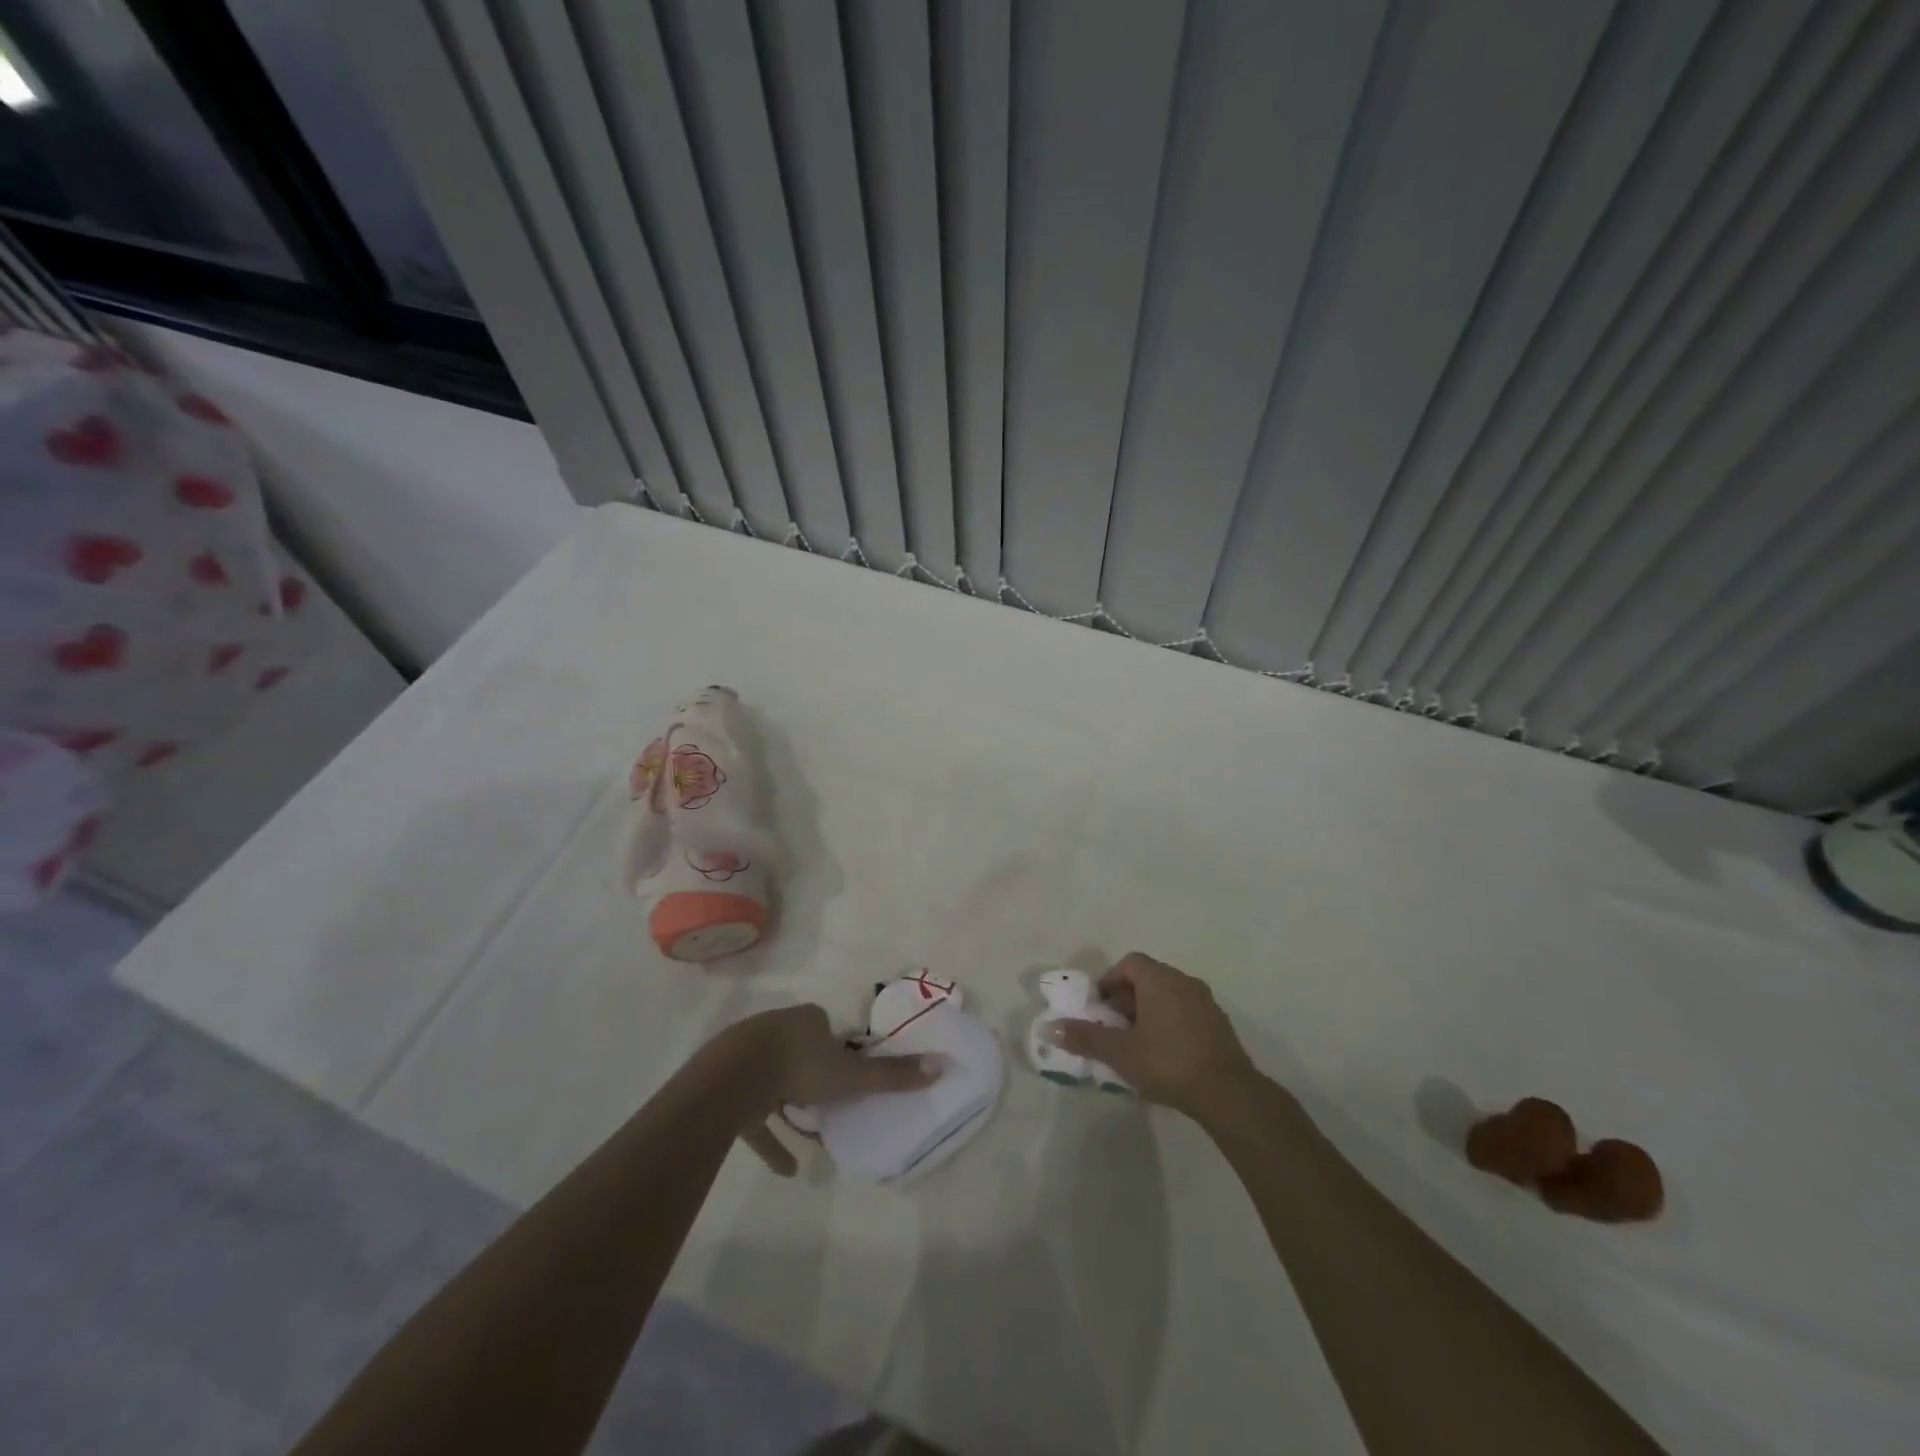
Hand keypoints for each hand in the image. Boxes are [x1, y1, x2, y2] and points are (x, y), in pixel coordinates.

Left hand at [715, 1004, 938, 1176]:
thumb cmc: (799, 1067)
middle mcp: (778, 1030)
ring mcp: (748, 1056)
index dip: (841, 1050)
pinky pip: (754, 1115)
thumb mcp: (851, 1075)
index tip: (851, 1074)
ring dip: (792, 1108)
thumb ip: (892, 1076)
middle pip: (802, 1051)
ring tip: (813, 1137)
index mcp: (808, 1020)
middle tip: (833, 1103)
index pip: (828, 1030)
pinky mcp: (728, 1086)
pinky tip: (786, 1168)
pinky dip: (771, 1139)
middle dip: (815, 1076)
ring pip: (776, 1080)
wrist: (732, 1079)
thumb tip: (942, 1065)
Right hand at [1049, 952, 1258, 1117]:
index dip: (1111, 980)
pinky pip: (1186, 1012)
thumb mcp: (1120, 1053)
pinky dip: (1171, 1023)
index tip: (1102, 1008)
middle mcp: (1184, 981)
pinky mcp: (1219, 1024)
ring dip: (1149, 1011)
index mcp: (1159, 979)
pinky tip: (1165, 1055)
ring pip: (1169, 996)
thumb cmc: (1167, 1062)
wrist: (1228, 1093)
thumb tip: (1050, 1028)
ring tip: (1137, 1043)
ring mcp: (1206, 1002)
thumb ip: (1086, 1038)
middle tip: (1114, 1028)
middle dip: (1127, 998)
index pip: (1130, 962)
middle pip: (1149, 978)